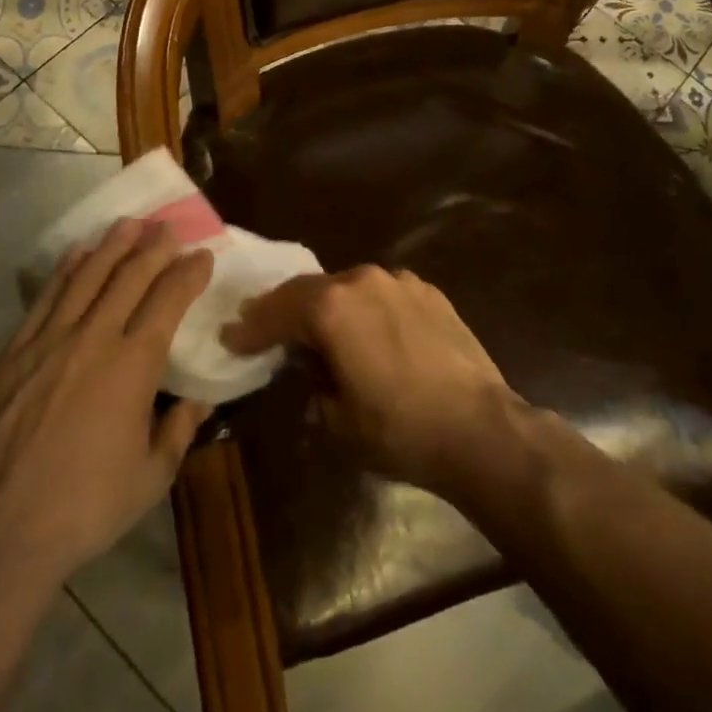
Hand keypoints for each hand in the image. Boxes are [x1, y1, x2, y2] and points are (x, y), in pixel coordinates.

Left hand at [0, 218, 214, 580]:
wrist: (5, 527)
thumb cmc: (89, 504)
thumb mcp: (152, 475)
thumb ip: (179, 430)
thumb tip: (198, 401)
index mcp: (134, 364)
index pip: (168, 301)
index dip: (188, 274)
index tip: (203, 256)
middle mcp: (95, 338)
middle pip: (129, 277)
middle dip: (154, 248)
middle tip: (169, 228)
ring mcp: (50, 341)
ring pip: (87, 277)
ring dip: (112, 246)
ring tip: (130, 224)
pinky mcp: (16, 352)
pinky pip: (46, 298)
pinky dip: (65, 270)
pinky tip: (78, 253)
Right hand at [224, 265, 520, 498]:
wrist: (480, 428)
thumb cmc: (399, 430)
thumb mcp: (337, 420)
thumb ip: (314, 384)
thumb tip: (314, 368)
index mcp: (331, 309)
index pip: (277, 312)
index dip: (250, 327)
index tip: (231, 337)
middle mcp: (362, 281)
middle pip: (309, 289)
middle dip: (283, 309)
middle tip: (263, 325)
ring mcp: (399, 282)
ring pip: (348, 287)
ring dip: (328, 306)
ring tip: (319, 327)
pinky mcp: (429, 292)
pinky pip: (383, 294)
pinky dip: (366, 308)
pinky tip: (371, 330)